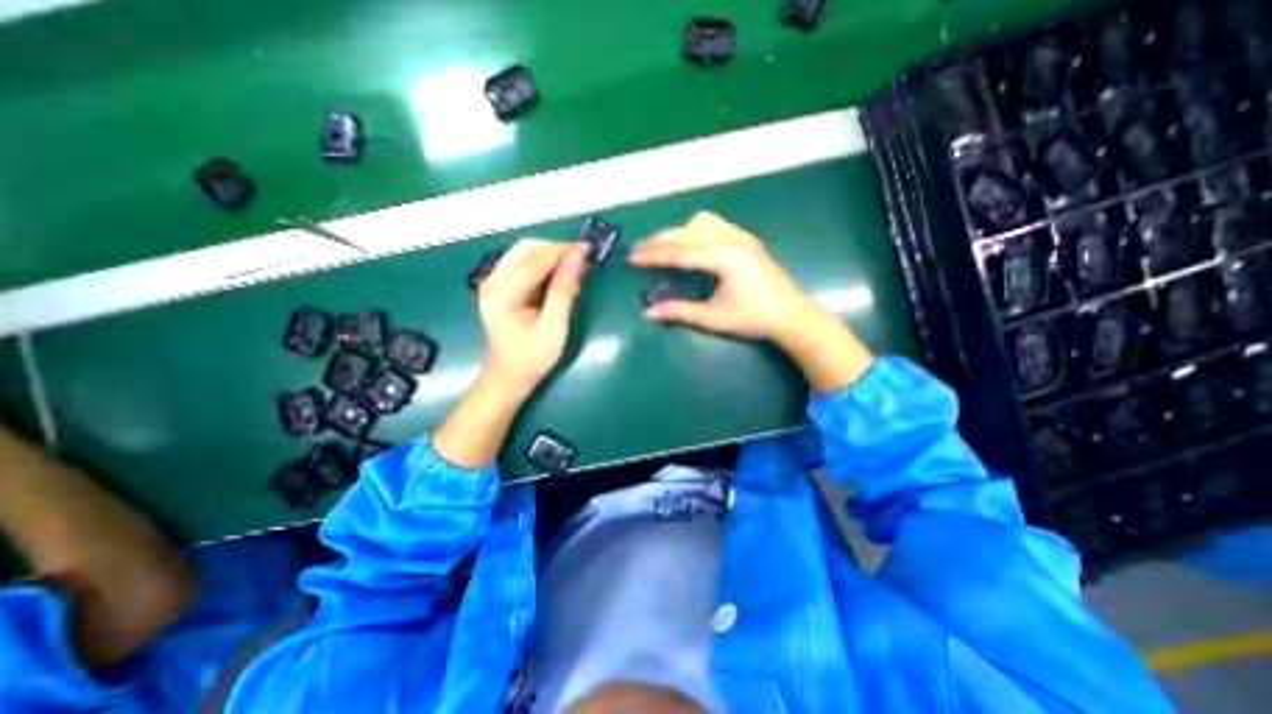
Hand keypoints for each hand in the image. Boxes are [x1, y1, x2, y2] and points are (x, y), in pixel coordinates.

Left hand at [476, 237, 591, 396]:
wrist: (509, 375)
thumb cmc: (532, 358)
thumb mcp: (554, 329)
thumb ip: (563, 292)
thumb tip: (577, 258)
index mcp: (501, 295)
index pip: (534, 260)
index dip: (562, 251)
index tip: (588, 251)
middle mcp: (491, 281)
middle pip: (526, 248)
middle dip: (556, 249)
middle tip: (582, 260)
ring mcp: (493, 281)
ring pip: (524, 251)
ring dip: (551, 253)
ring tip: (574, 266)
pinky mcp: (499, 284)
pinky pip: (523, 261)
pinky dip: (544, 262)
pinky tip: (559, 274)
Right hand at [628, 213, 875, 392]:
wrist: (791, 314)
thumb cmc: (753, 319)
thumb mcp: (714, 318)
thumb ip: (680, 311)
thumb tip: (648, 312)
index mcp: (724, 258)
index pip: (679, 252)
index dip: (653, 255)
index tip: (632, 258)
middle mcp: (731, 239)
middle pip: (686, 233)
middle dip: (659, 240)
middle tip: (638, 250)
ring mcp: (741, 236)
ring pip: (701, 223)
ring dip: (678, 231)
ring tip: (661, 245)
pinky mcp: (747, 240)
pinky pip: (716, 225)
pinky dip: (696, 229)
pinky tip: (690, 240)